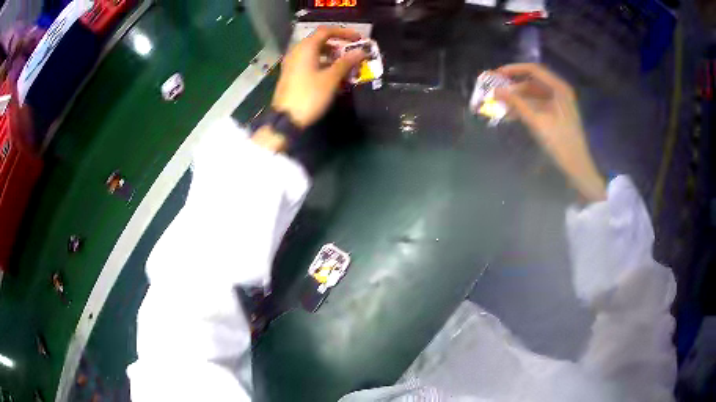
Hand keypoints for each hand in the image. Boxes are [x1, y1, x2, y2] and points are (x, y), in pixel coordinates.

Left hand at [271, 26, 367, 129]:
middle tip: (352, 51)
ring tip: (345, 64)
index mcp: (306, 48)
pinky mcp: (291, 74)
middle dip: (338, 44)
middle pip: (319, 41)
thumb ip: (346, 62)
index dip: (344, 32)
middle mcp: (297, 51)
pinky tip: (332, 74)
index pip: (326, 31)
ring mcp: (292, 63)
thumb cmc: (310, 96)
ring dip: (331, 55)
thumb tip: (361, 51)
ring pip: (314, 52)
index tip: (359, 39)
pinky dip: (322, 63)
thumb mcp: (331, 79)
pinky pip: (309, 62)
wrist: (286, 119)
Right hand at [495, 63, 606, 202]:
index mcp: (559, 88)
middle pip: (533, 82)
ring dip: (517, 99)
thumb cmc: (560, 143)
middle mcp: (559, 92)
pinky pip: (537, 106)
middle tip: (496, 92)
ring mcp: (559, 104)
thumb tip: (496, 91)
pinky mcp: (556, 115)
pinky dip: (525, 108)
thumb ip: (517, 104)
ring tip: (500, 106)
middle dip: (514, 87)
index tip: (497, 74)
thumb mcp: (537, 122)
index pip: (533, 70)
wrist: (577, 167)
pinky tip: (511, 115)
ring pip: (533, 95)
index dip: (514, 70)